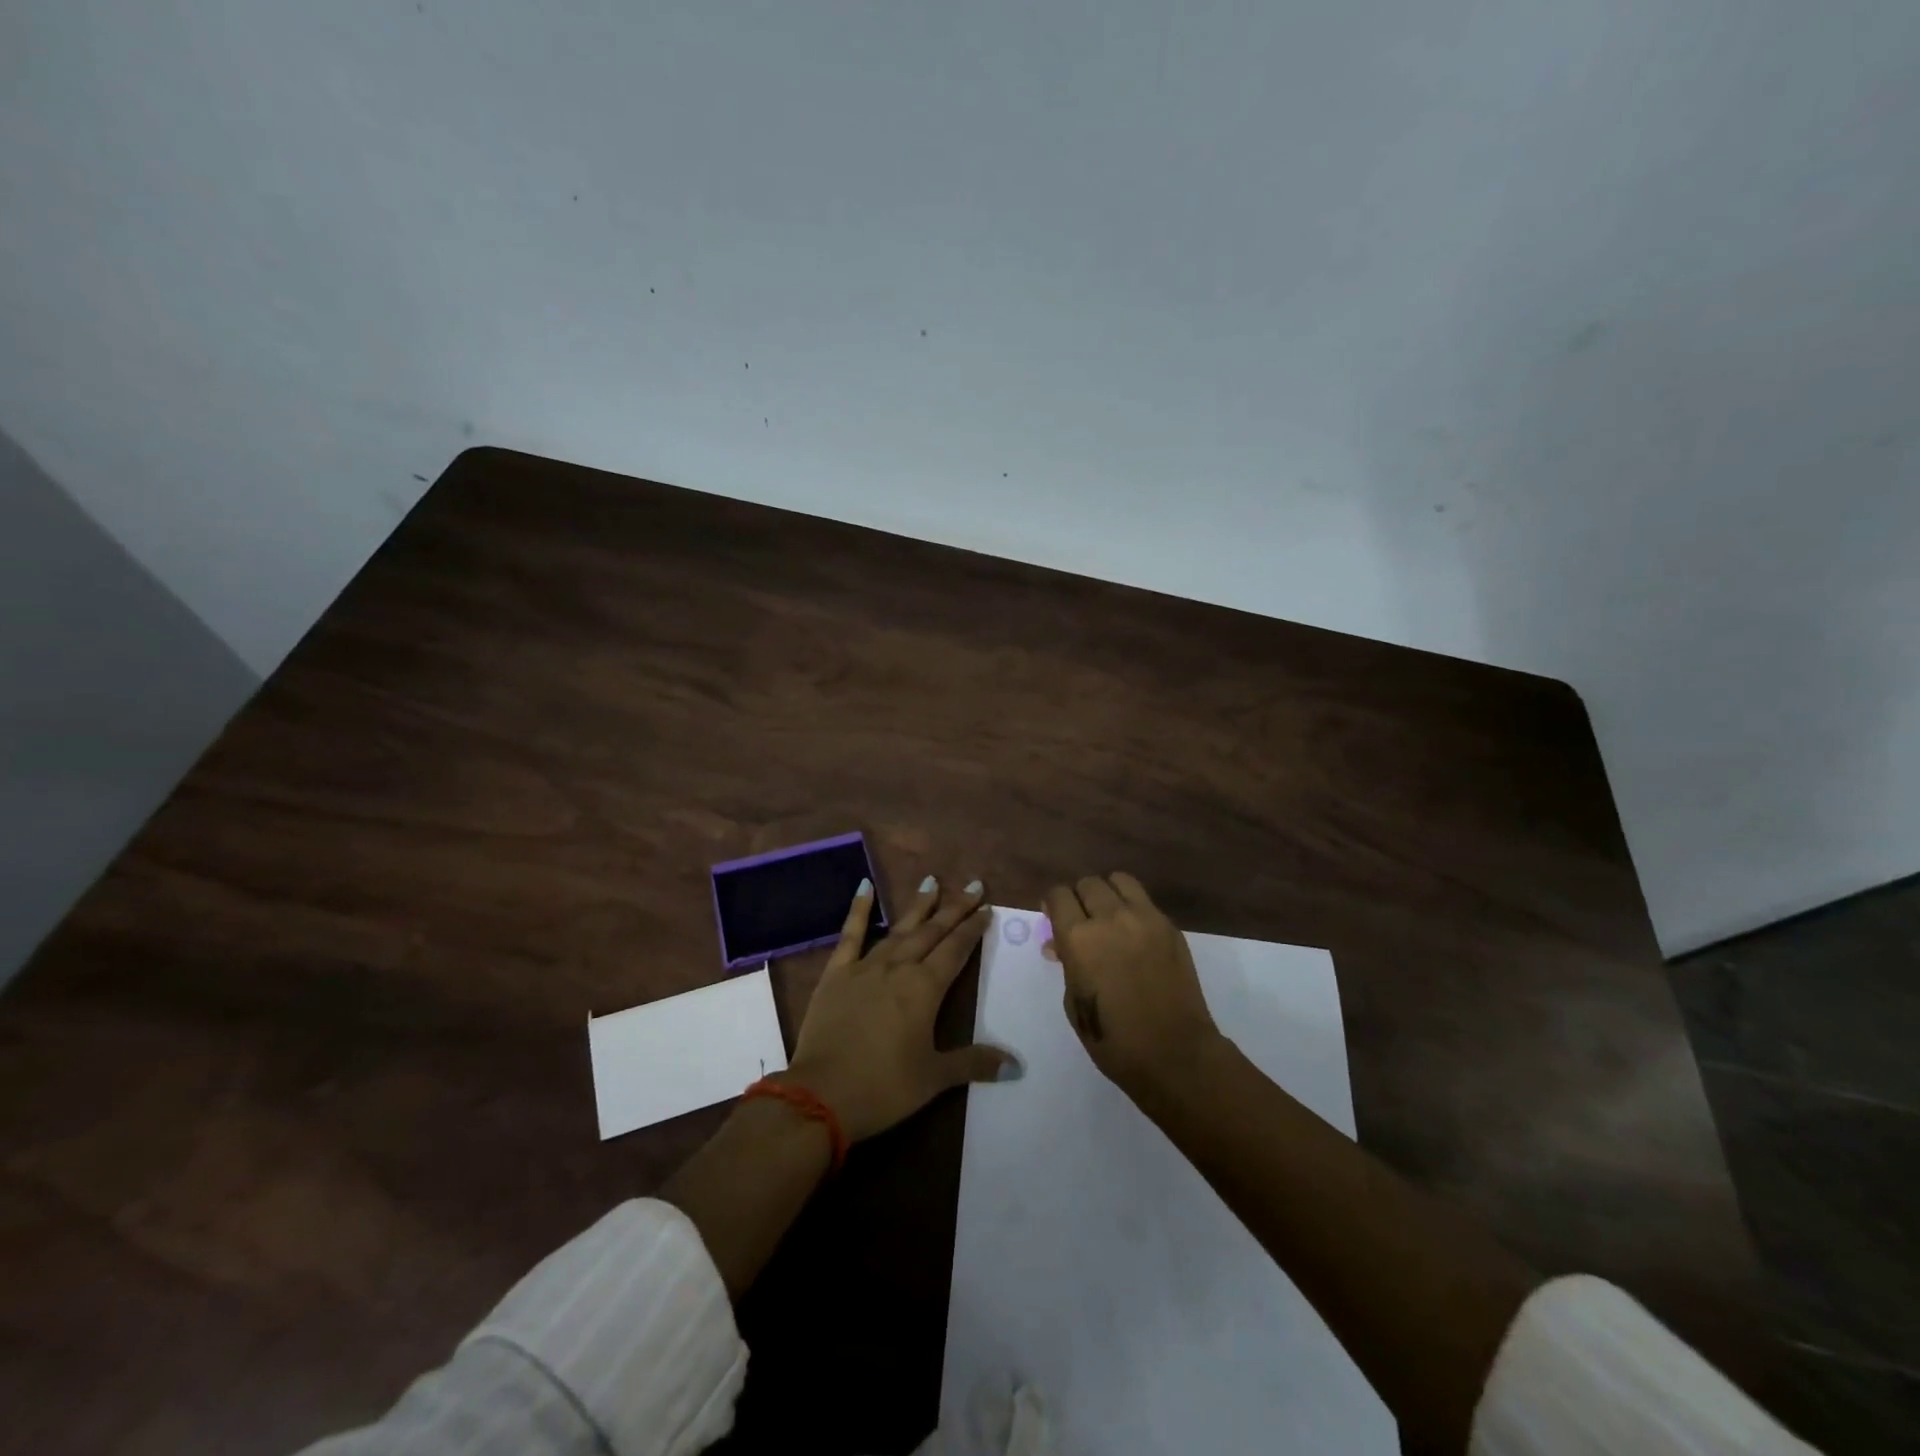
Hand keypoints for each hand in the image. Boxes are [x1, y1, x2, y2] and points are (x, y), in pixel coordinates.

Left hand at [785, 875, 1016, 1142]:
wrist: (821, 1094)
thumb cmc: (883, 1087)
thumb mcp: (934, 1078)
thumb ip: (974, 1063)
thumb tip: (1016, 1064)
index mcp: (925, 989)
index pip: (956, 950)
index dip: (972, 929)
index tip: (986, 909)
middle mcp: (899, 968)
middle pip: (932, 932)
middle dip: (954, 909)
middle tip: (973, 886)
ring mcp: (865, 967)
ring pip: (899, 929)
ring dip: (918, 906)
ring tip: (932, 881)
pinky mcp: (836, 973)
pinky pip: (850, 935)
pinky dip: (859, 909)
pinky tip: (865, 886)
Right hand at [1042, 873, 1220, 1098]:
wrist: (1175, 1054)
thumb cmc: (1114, 1040)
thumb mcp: (1074, 1003)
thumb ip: (1067, 964)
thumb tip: (1060, 944)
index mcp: (1079, 938)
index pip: (1058, 895)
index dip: (1053, 904)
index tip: (1054, 918)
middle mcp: (1110, 918)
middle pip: (1088, 883)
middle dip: (1079, 898)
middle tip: (1081, 921)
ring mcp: (1145, 918)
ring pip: (1119, 880)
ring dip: (1107, 893)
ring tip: (1108, 916)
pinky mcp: (1170, 926)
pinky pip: (1144, 901)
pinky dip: (1132, 907)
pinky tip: (1133, 933)